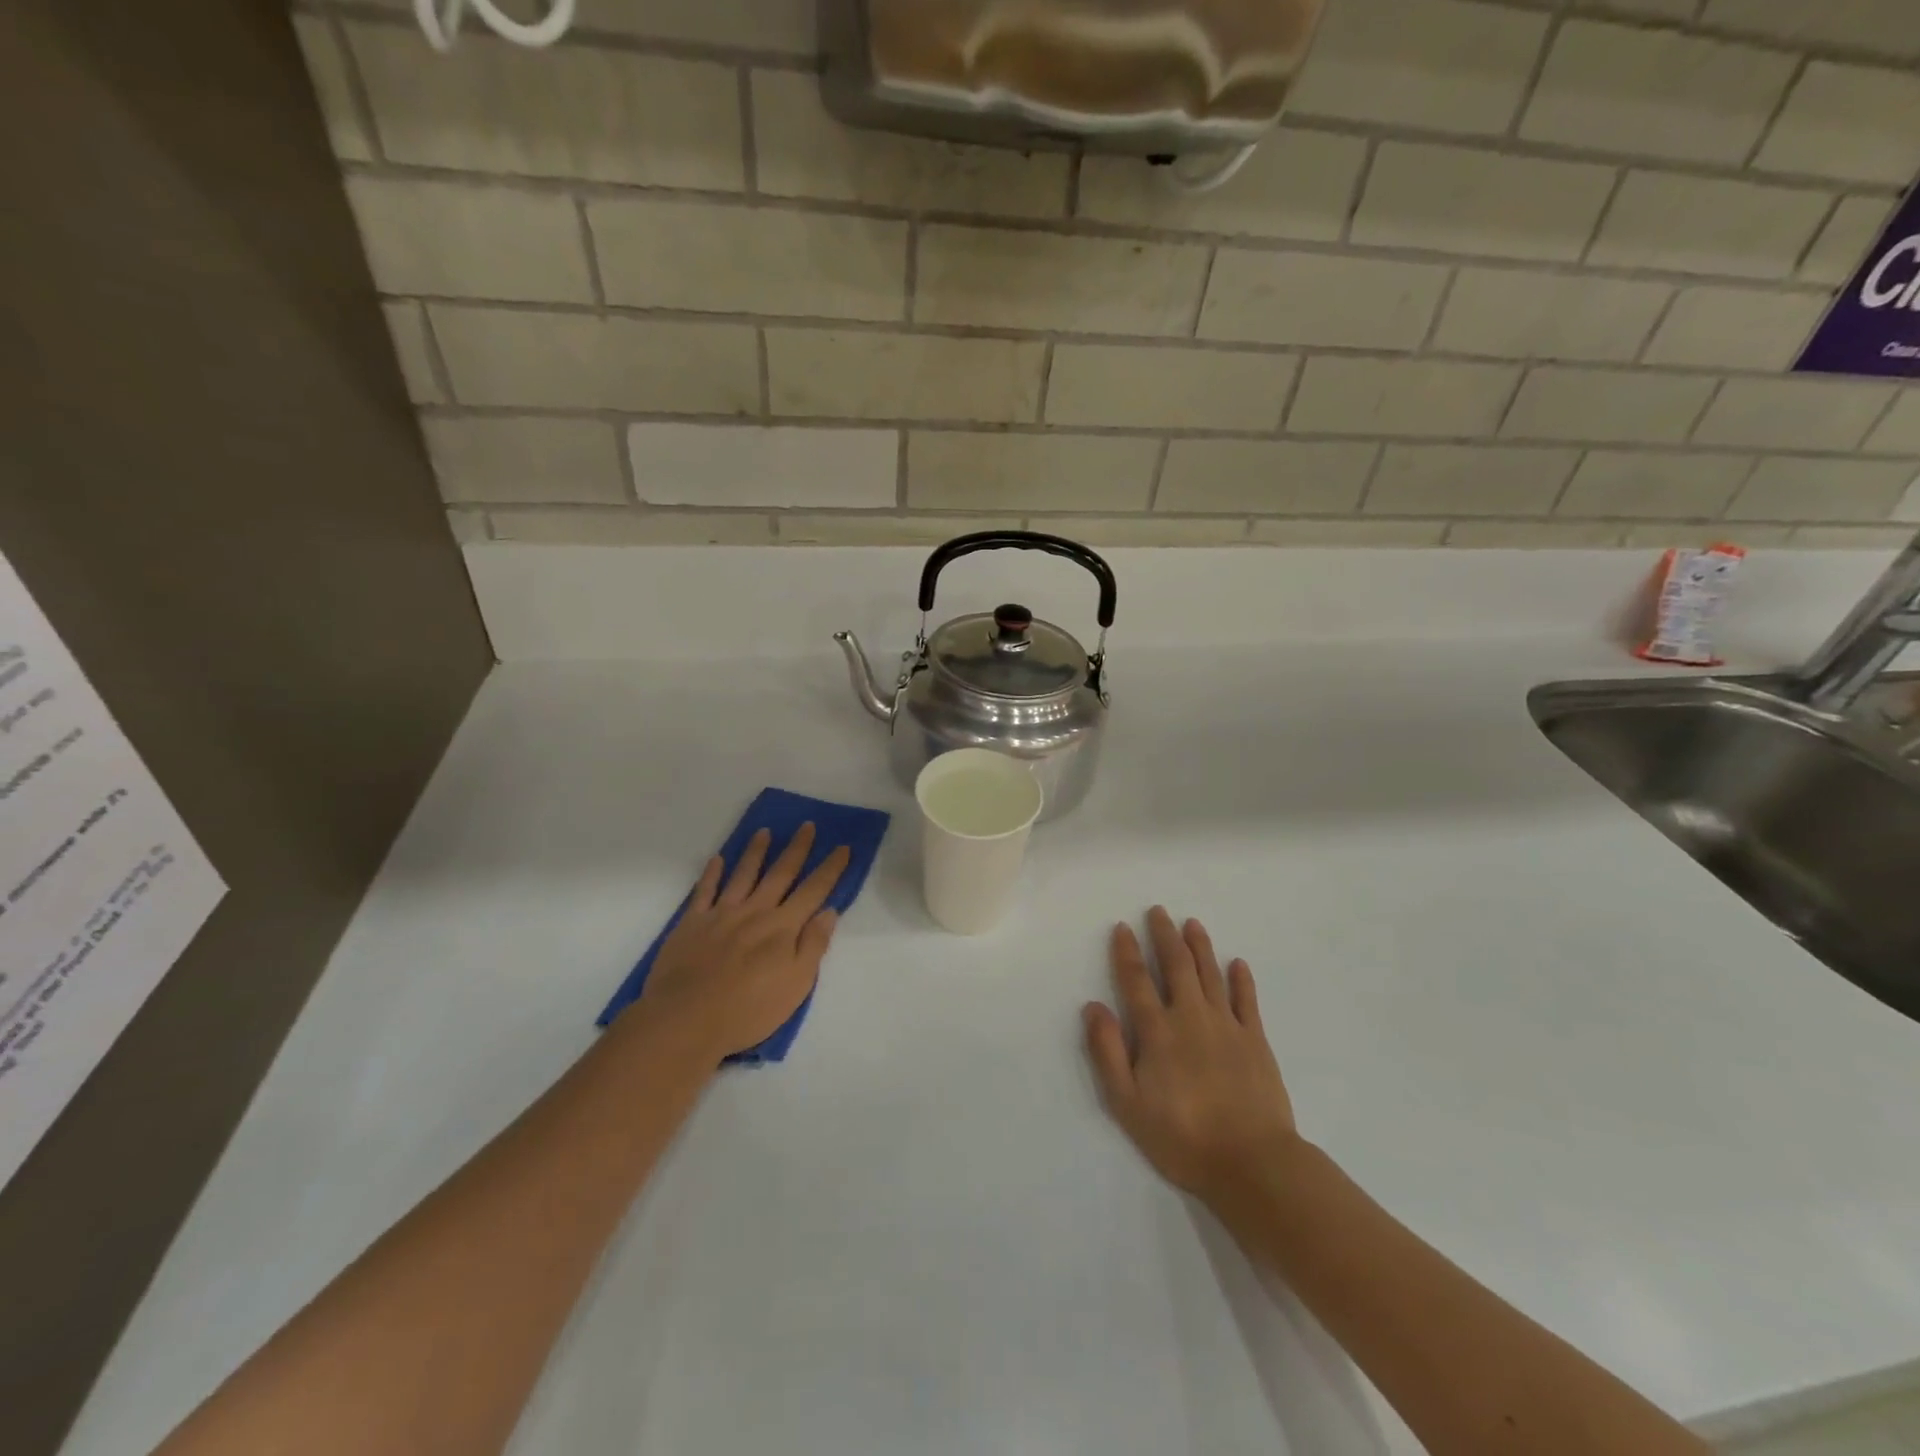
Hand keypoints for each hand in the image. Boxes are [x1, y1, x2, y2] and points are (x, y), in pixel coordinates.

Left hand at [633, 823, 850, 1061]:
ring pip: (743, 874)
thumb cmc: (748, 1010)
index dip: (830, 868)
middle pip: (780, 873)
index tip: (842, 847)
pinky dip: (712, 873)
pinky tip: (717, 859)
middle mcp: (755, 911)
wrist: (685, 1019)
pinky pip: (704, 891)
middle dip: (797, 849)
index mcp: (783, 927)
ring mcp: (721, 914)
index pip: (813, 890)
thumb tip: (829, 911)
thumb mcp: (796, 986)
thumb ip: (813, 946)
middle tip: (807, 825)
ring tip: (765, 831)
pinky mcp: (692, 923)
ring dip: (756, 852)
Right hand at [1083, 907, 1297, 1200]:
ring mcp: (1227, 1026)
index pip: (1137, 980)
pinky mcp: (1256, 1041)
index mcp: (1158, 1031)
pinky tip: (1237, 963)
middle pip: (1176, 966)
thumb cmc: (1182, 1136)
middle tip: (1159, 911)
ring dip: (1200, 946)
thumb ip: (1109, 1052)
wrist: (1252, 1161)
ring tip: (1192, 923)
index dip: (1127, 951)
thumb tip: (1093, 1006)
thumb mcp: (1128, 1102)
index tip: (1122, 926)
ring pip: (1210, 974)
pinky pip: (1247, 1001)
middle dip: (1165, 936)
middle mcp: (1190, 1017)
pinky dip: (1241, 979)